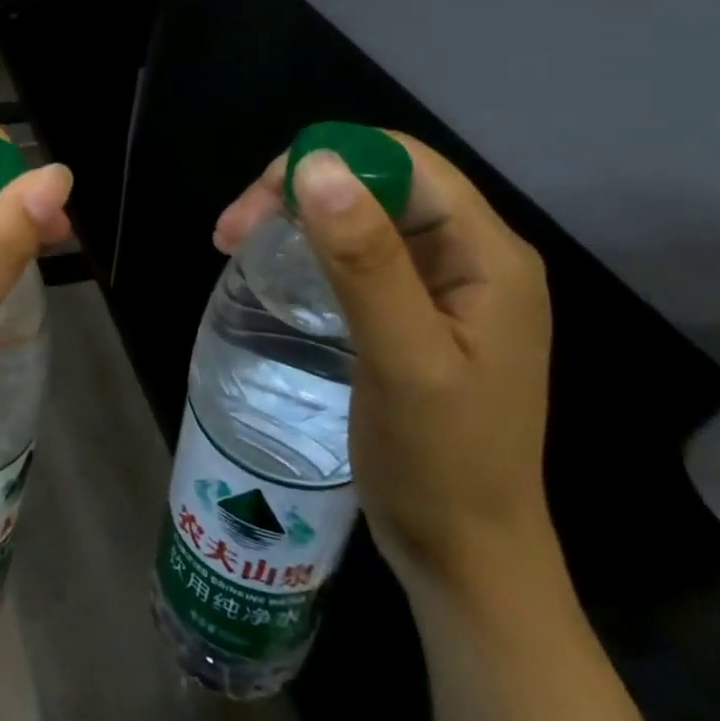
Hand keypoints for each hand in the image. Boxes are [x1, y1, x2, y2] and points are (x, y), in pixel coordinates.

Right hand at [215, 135, 552, 597]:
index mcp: (488, 253)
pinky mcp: (417, 311)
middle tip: (231, 231)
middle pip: (379, 183)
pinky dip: (311, 248)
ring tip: (237, 244)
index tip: (258, 201)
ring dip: (299, 216)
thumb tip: (317, 164)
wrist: (467, 560)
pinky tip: (277, 267)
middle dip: (301, 189)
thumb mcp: (404, 360)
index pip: (402, 162)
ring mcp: (445, 285)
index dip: (326, 160)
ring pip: (364, 215)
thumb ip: (365, 261)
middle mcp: (472, 255)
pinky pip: (360, 253)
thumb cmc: (441, 465)